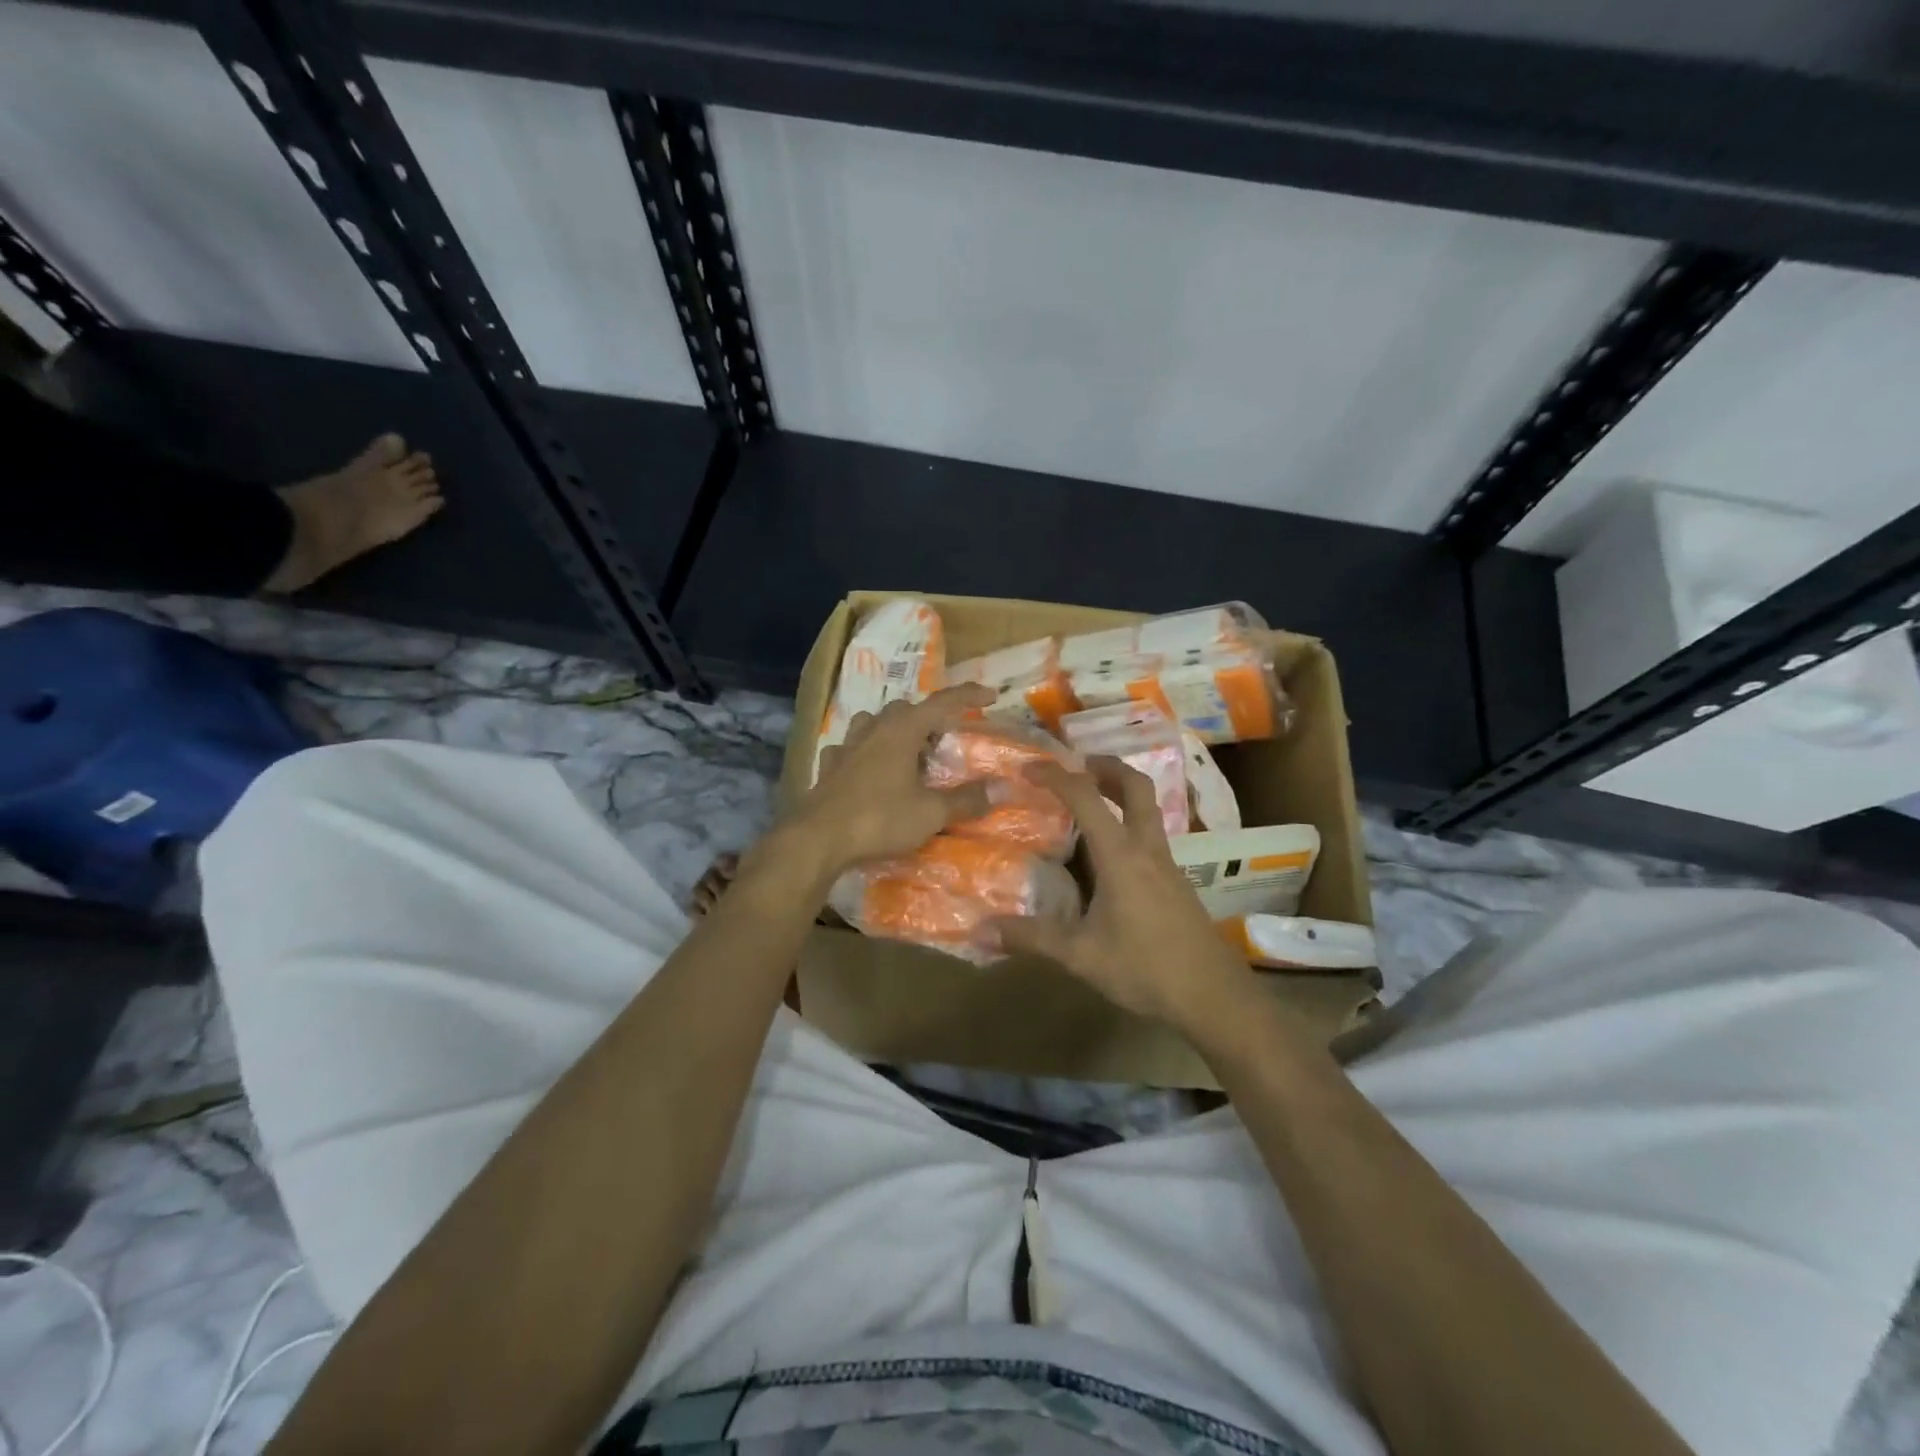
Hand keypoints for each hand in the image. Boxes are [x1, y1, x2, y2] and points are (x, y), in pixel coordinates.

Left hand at [790, 684, 996, 876]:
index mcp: (902, 731)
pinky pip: (850, 749)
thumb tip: (1001, 788)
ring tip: (907, 752)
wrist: (817, 840)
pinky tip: (867, 769)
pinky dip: (864, 753)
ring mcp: (846, 746)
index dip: (968, 696)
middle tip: (944, 740)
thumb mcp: (930, 813)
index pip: (942, 703)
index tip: (991, 695)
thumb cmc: (879, 819)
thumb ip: (966, 800)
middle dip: (928, 718)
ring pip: (873, 723)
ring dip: (893, 730)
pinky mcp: (829, 767)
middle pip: (905, 709)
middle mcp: (873, 730)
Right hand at [996, 757, 1255, 1031]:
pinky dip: (1126, 824)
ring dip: (1119, 792)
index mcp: (1121, 855)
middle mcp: (1146, 848)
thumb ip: (1032, 938)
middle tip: (1074, 765)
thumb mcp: (1081, 956)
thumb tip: (981, 930)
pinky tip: (1106, 855)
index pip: (1086, 797)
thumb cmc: (1146, 968)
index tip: (1027, 768)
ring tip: (1086, 801)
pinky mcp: (1175, 882)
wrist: (1214, 996)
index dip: (1056, 776)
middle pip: (1135, 786)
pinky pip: (1149, 835)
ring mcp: (1166, 864)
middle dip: (1105, 766)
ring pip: (1147, 809)